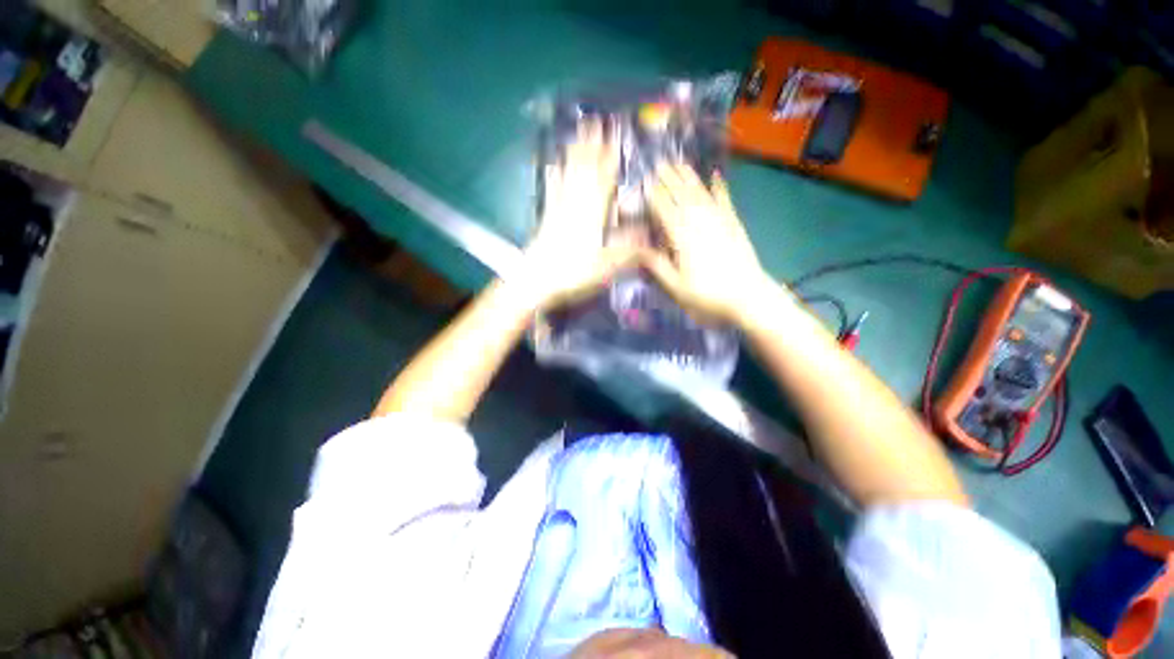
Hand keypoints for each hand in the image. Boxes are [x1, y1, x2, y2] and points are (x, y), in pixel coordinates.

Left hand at [518, 120, 637, 307]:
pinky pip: (551, 190)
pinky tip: (551, 165)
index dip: (610, 157)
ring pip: (568, 175)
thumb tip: (651, 238)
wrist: (536, 280)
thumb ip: (629, 251)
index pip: (604, 179)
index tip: (615, 135)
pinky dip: (553, 176)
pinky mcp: (547, 217)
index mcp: (593, 213)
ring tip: (577, 134)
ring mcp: (559, 208)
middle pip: (585, 169)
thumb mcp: (607, 266)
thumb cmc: (573, 272)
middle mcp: (576, 204)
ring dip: (574, 153)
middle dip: (592, 145)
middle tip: (595, 121)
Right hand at [643, 162, 780, 324]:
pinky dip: (720, 188)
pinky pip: (725, 201)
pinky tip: (717, 176)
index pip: (665, 211)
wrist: (749, 297)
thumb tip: (638, 249)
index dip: (655, 195)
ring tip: (680, 164)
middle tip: (660, 163)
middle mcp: (700, 223)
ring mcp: (720, 221)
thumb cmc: (708, 295)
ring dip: (690, 178)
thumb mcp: (677, 287)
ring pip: (701, 194)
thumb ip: (657, 266)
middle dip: (670, 179)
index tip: (646, 181)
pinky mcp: (734, 224)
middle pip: (683, 196)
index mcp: (683, 238)